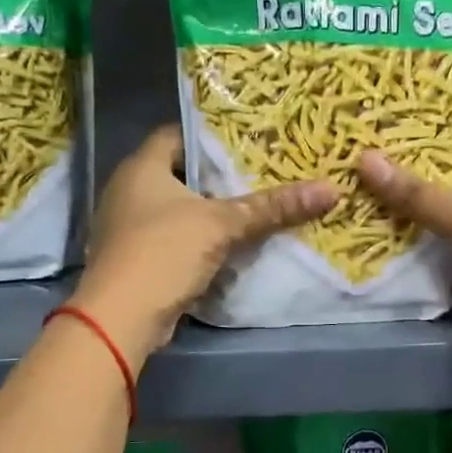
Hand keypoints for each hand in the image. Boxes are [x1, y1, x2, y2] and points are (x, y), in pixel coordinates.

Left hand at [70, 126, 336, 360]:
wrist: (122, 317)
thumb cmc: (165, 252)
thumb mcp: (222, 225)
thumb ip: (271, 207)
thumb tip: (330, 189)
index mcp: (141, 167)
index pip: (178, 135)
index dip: (212, 136)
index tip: (248, 142)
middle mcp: (128, 190)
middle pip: (180, 173)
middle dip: (217, 177)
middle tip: (259, 175)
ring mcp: (127, 227)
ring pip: (177, 209)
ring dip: (208, 212)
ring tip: (251, 209)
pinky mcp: (135, 259)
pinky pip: (172, 239)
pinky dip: (197, 240)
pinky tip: (229, 245)